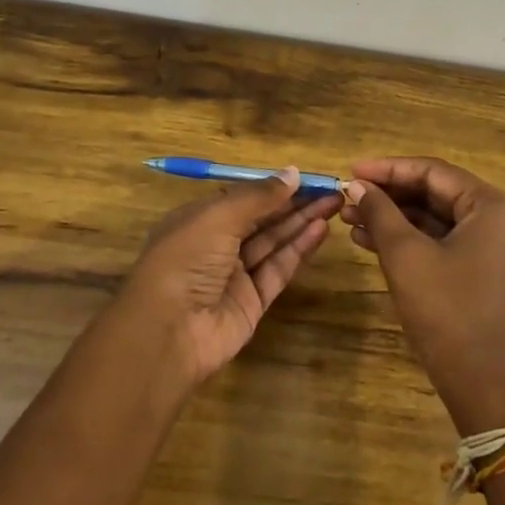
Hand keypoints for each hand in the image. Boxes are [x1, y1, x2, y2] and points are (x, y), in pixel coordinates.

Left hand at [113, 169, 339, 389]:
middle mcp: (215, 245)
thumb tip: (293, 173)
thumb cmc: (186, 259)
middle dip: (294, 203)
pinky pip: (278, 269)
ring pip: (273, 242)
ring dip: (302, 222)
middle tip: (331, 189)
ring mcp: (235, 275)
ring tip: (334, 204)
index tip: (307, 177)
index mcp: (198, 220)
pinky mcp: (252, 301)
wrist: (170, 331)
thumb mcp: (219, 217)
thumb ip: (258, 196)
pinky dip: (299, 249)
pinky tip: (320, 230)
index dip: (273, 187)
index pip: (241, 197)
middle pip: (262, 219)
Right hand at [341, 157, 504, 432]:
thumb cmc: (445, 309)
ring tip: (348, 219)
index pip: (433, 172)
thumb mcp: (405, 254)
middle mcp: (496, 220)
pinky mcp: (477, 271)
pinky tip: (367, 241)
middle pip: (433, 193)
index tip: (351, 171)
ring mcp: (489, 247)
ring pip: (432, 219)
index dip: (388, 168)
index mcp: (490, 207)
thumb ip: (380, 212)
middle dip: (387, 195)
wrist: (480, 379)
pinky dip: (406, 240)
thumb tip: (356, 185)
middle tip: (347, 197)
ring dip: (392, 218)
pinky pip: (438, 242)